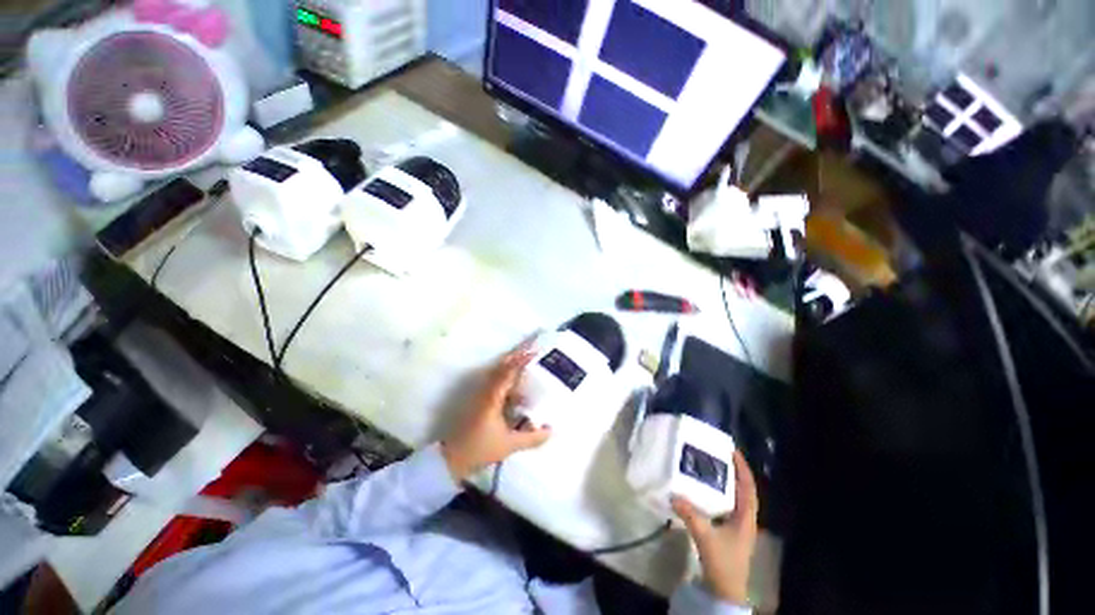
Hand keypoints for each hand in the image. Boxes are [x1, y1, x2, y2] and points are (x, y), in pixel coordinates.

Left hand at [441, 345, 551, 481]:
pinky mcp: (478, 402)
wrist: (452, 459)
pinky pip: (494, 382)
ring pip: (496, 374)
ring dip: (510, 366)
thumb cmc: (480, 449)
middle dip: (515, 357)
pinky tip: (514, 385)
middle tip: (530, 351)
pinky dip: (505, 377)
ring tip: (525, 363)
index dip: (521, 362)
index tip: (534, 353)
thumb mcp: (510, 445)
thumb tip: (551, 430)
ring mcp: (480, 396)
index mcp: (492, 398)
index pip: (508, 373)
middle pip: (500, 368)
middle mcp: (485, 392)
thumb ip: (532, 438)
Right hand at [672, 451, 758, 606]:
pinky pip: (725, 506)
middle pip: (743, 490)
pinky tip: (704, 491)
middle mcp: (745, 519)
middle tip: (716, 454)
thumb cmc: (722, 562)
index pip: (749, 487)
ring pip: (734, 498)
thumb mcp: (705, 536)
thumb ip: (690, 514)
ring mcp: (738, 526)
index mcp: (746, 518)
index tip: (732, 450)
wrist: (725, 590)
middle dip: (733, 471)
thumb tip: (673, 494)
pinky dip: (718, 494)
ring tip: (710, 467)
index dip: (743, 469)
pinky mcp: (729, 531)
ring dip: (725, 482)